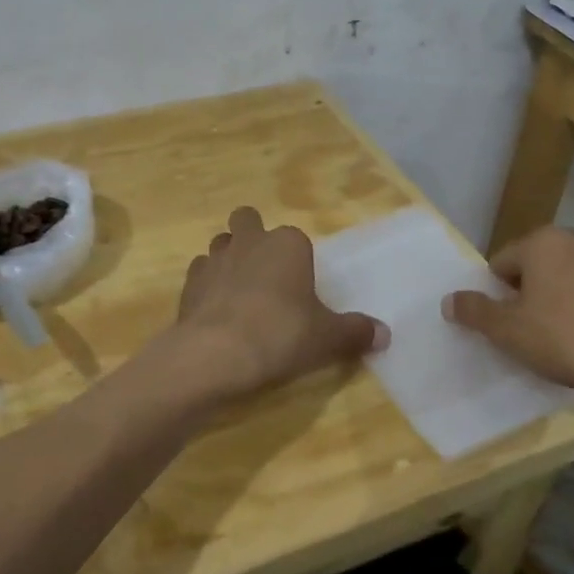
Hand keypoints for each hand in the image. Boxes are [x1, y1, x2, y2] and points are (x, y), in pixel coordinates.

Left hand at [173, 207, 387, 399]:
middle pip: (247, 220)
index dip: (298, 260)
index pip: (296, 238)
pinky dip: (207, 286)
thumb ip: (356, 333)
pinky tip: (216, 311)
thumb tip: (384, 335)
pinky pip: (200, 274)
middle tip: (265, 274)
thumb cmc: (282, 334)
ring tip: (239, 293)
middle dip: (253, 236)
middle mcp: (250, 241)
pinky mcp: (189, 283)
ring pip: (220, 243)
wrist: (217, 353)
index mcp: (288, 243)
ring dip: (228, 260)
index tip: (301, 289)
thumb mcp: (328, 338)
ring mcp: (214, 258)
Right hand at [441, 225, 573, 400]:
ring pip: (570, 277)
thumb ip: (474, 311)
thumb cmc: (565, 338)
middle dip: (530, 294)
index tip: (506, 325)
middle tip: (531, 332)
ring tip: (564, 338)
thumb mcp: (507, 330)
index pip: (501, 263)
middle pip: (537, 266)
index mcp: (542, 242)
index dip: (497, 296)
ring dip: (561, 299)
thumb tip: (449, 300)